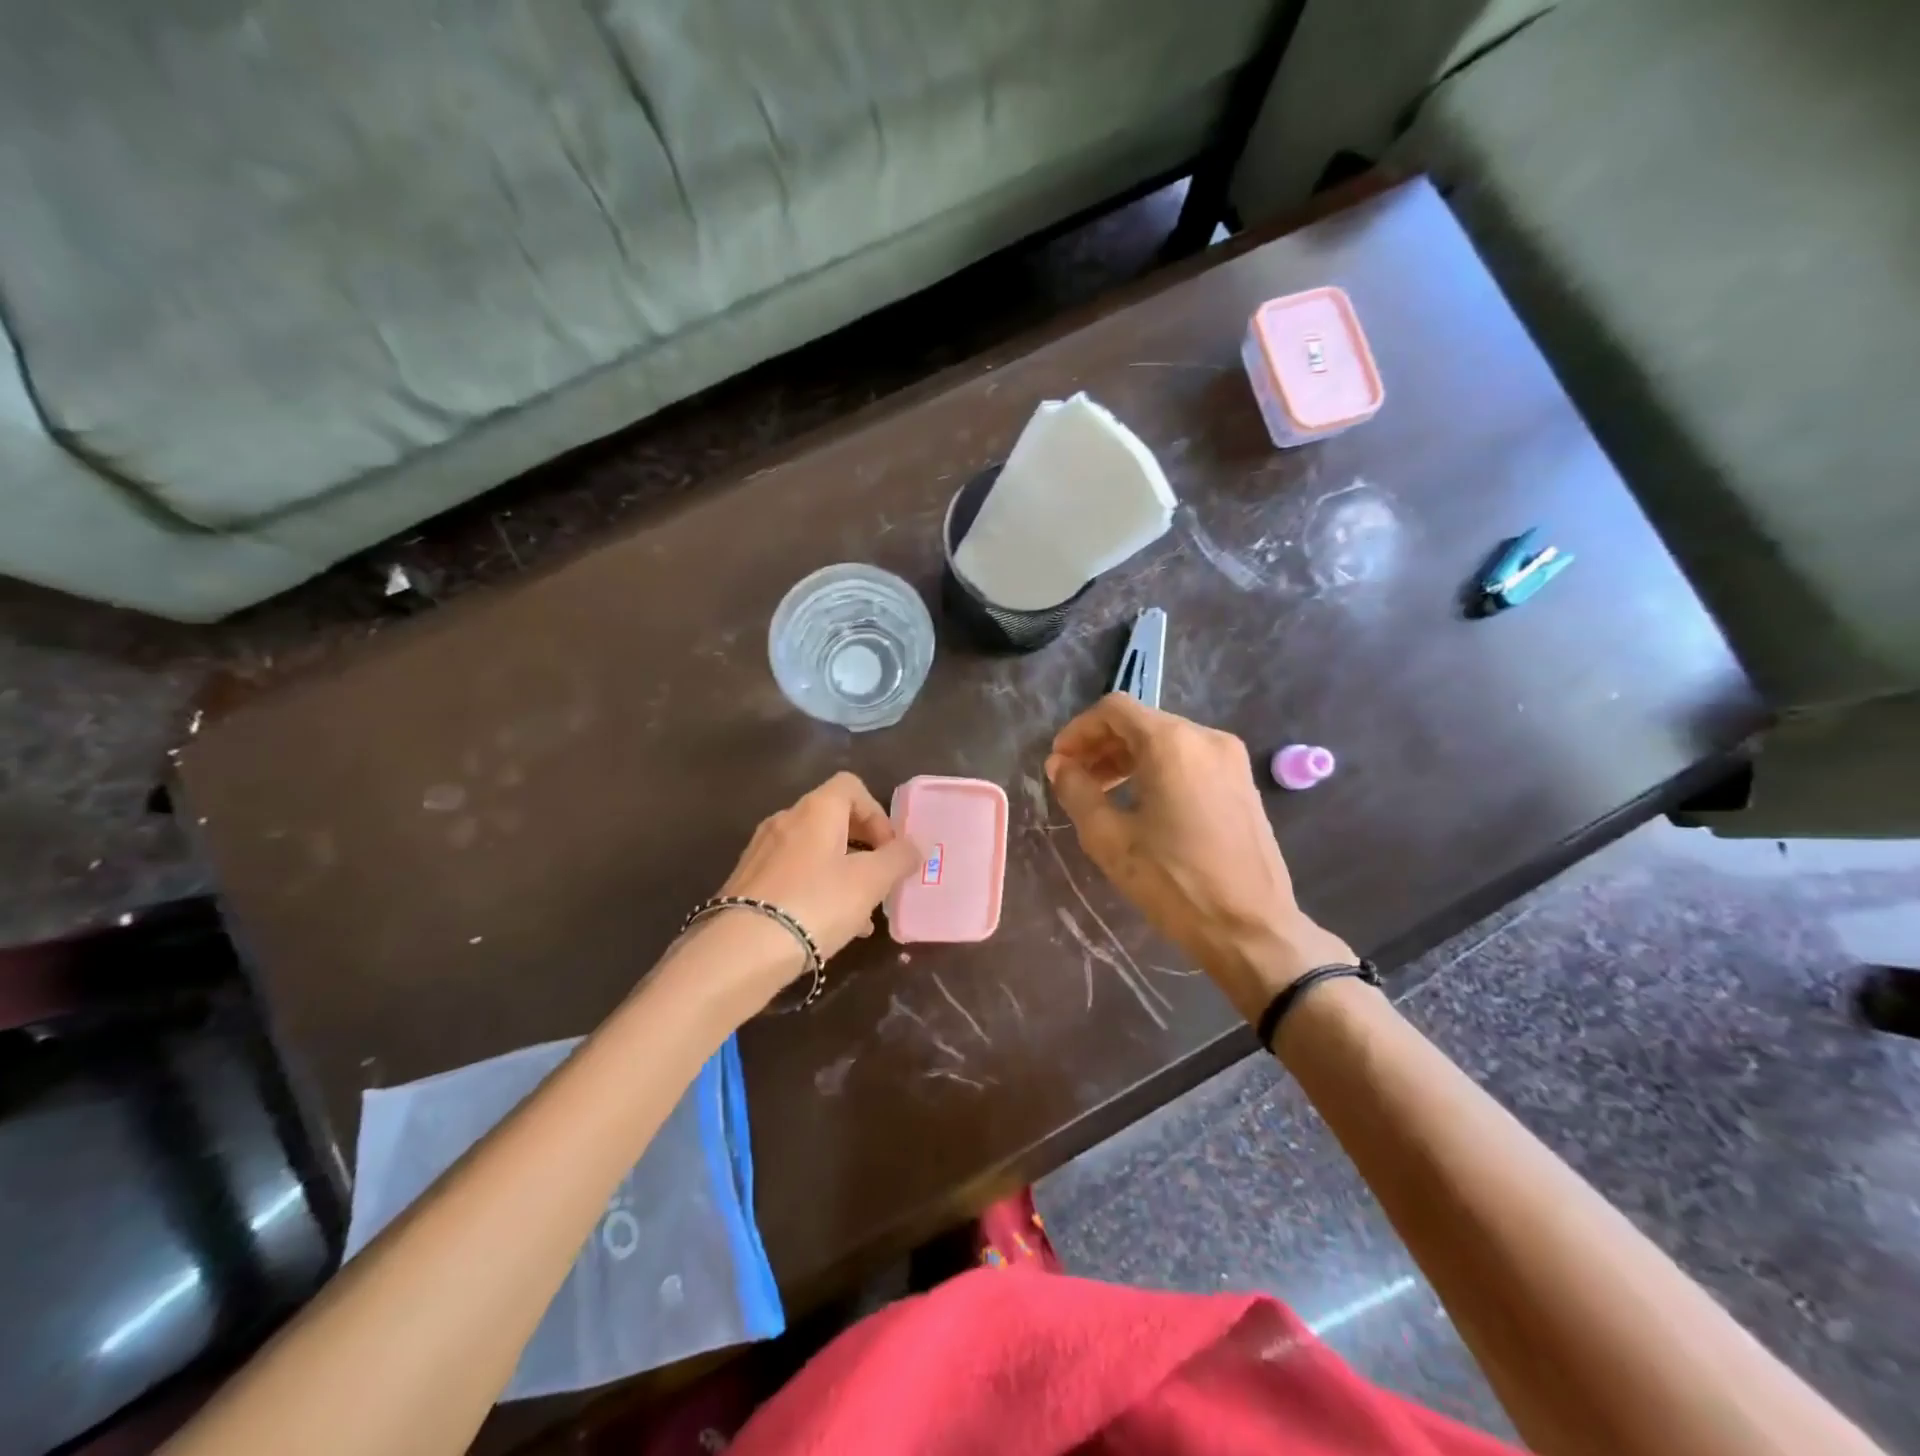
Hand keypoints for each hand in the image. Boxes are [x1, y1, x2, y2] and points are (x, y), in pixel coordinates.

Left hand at [711, 772, 922, 986]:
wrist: (741, 950)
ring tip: (860, 914)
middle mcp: (785, 819)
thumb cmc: (816, 904)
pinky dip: (816, 889)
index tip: (889, 850)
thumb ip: (898, 859)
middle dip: (863, 848)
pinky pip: (793, 874)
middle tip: (879, 881)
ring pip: (814, 851)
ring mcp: (762, 850)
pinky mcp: (747, 880)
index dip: (877, 813)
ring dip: (842, 873)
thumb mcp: (870, 882)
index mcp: (816, 809)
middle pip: (834, 819)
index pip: (852, 786)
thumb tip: (915, 846)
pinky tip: (828, 927)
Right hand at [1046, 695, 1354, 1022]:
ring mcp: (1230, 759)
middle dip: (1101, 745)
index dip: (1078, 730)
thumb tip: (1060, 765)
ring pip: (1166, 740)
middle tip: (1074, 780)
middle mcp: (1206, 738)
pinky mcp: (1242, 782)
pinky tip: (1142, 803)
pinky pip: (1189, 759)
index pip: (1114, 709)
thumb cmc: (1173, 882)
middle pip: (1141, 722)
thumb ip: (1077, 791)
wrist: (1251, 928)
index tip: (1059, 762)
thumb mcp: (1110, 838)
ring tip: (1102, 793)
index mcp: (1172, 743)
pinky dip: (1158, 768)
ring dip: (1127, 758)